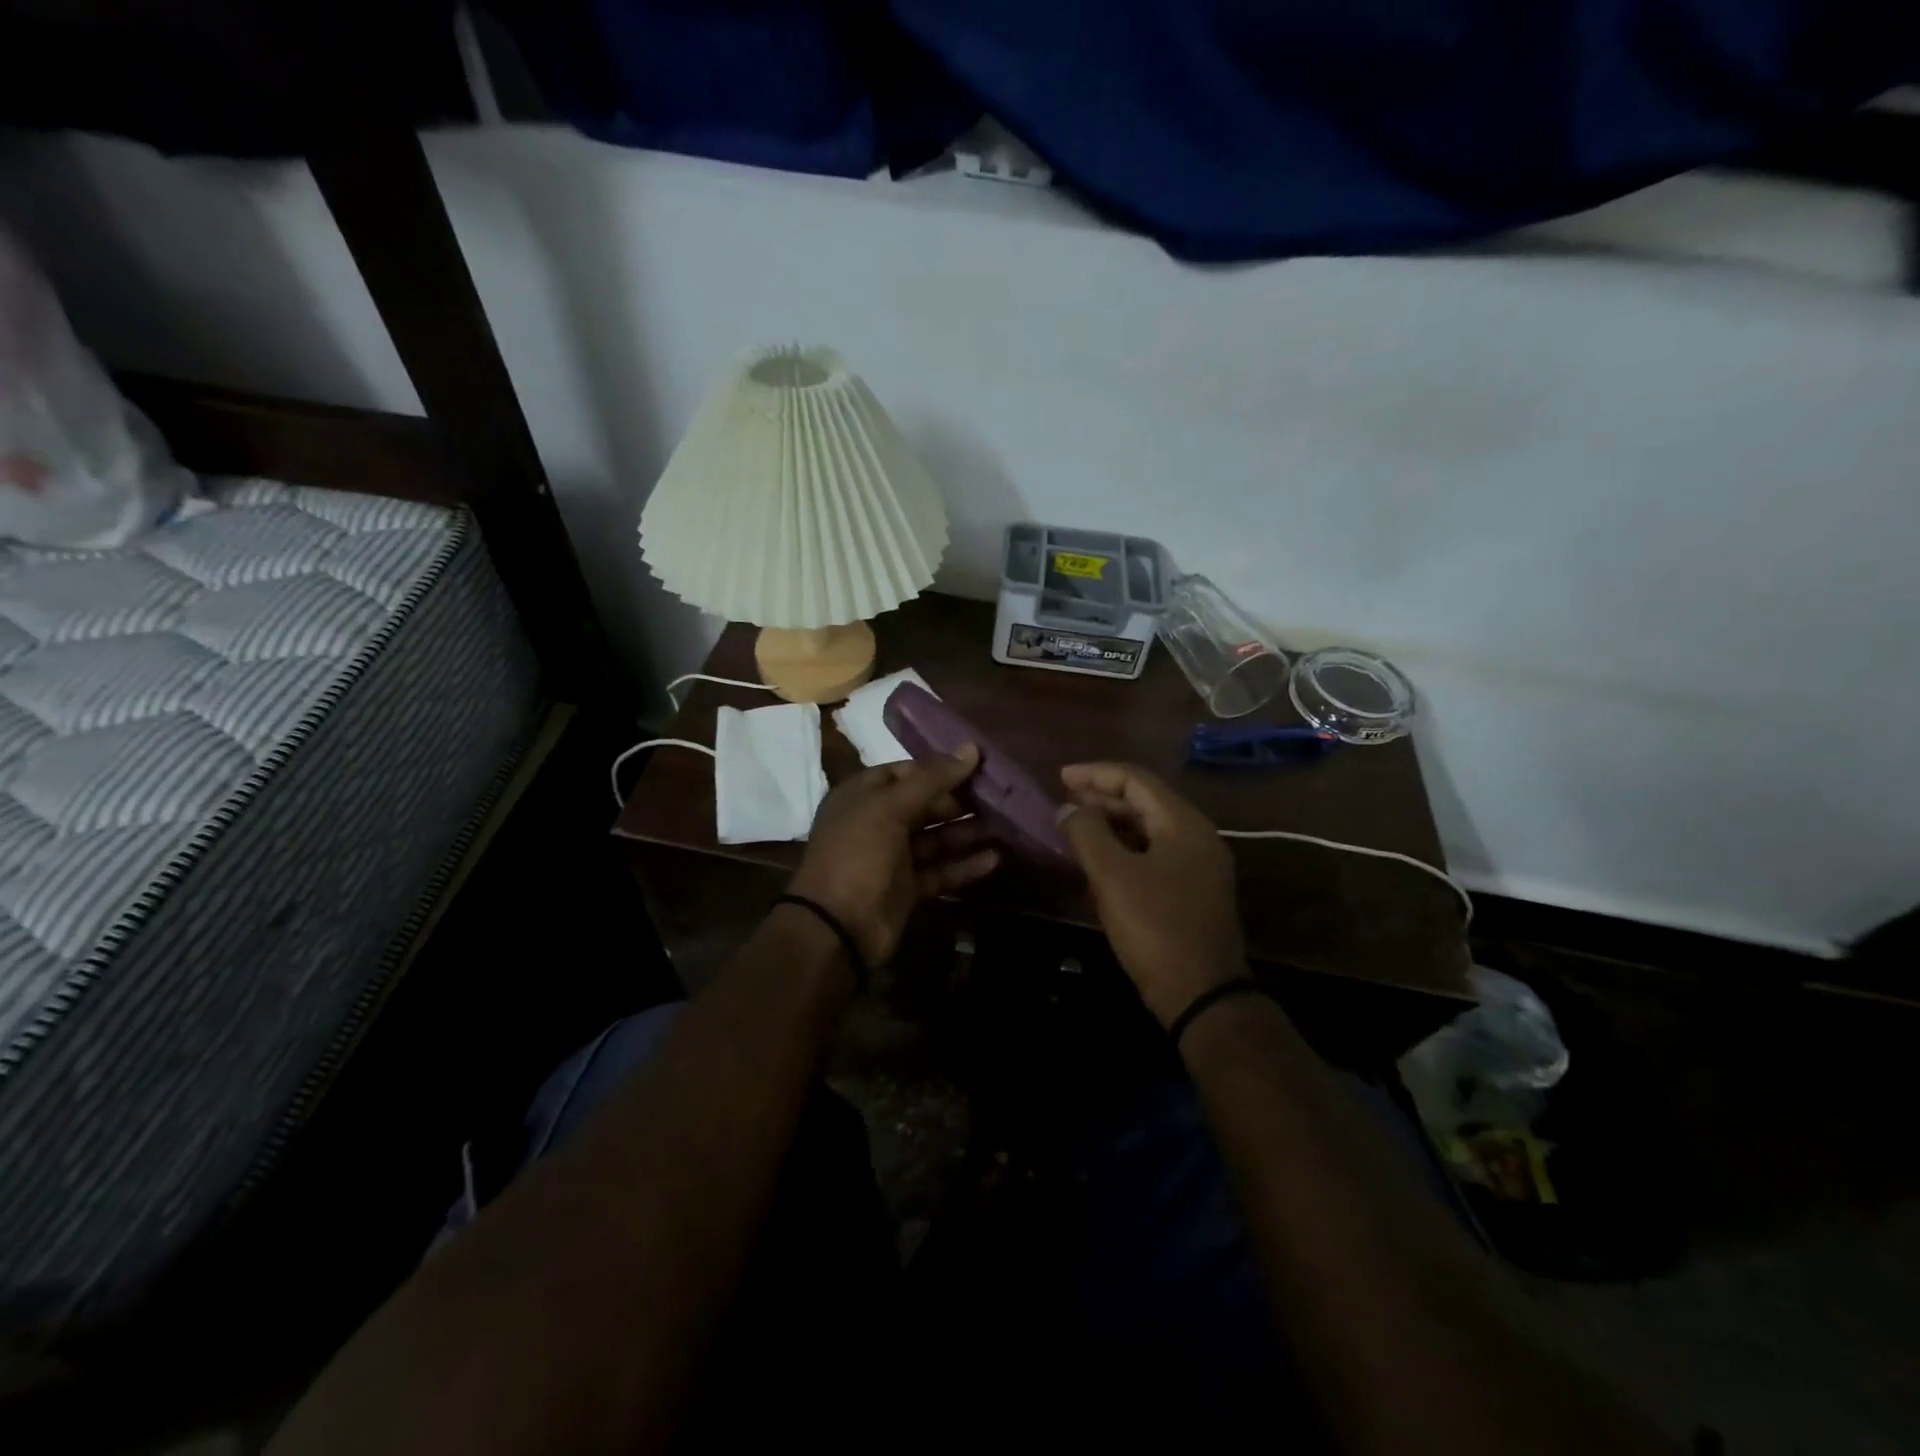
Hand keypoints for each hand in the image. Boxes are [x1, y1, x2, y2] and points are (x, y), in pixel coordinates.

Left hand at [787, 747, 998, 966]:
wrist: (837, 928)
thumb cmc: (858, 855)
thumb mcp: (890, 808)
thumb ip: (932, 779)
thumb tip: (971, 748)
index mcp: (862, 796)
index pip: (904, 772)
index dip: (938, 769)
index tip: (976, 766)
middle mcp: (876, 823)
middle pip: (924, 805)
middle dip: (959, 802)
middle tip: (998, 797)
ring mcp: (892, 858)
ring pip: (935, 838)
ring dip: (966, 832)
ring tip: (1005, 826)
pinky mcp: (907, 888)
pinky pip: (940, 871)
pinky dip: (964, 865)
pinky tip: (995, 859)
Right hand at [1058, 762, 1245, 1027]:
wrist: (1202, 994)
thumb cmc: (1155, 927)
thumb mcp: (1113, 876)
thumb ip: (1087, 834)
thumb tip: (1067, 808)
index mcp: (1184, 823)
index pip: (1136, 780)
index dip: (1095, 774)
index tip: (1060, 777)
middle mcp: (1197, 836)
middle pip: (1145, 800)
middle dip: (1102, 796)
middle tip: (1065, 800)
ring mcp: (1199, 864)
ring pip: (1149, 827)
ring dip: (1112, 821)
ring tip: (1076, 825)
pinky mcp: (1193, 890)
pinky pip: (1154, 851)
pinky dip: (1125, 846)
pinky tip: (1100, 858)